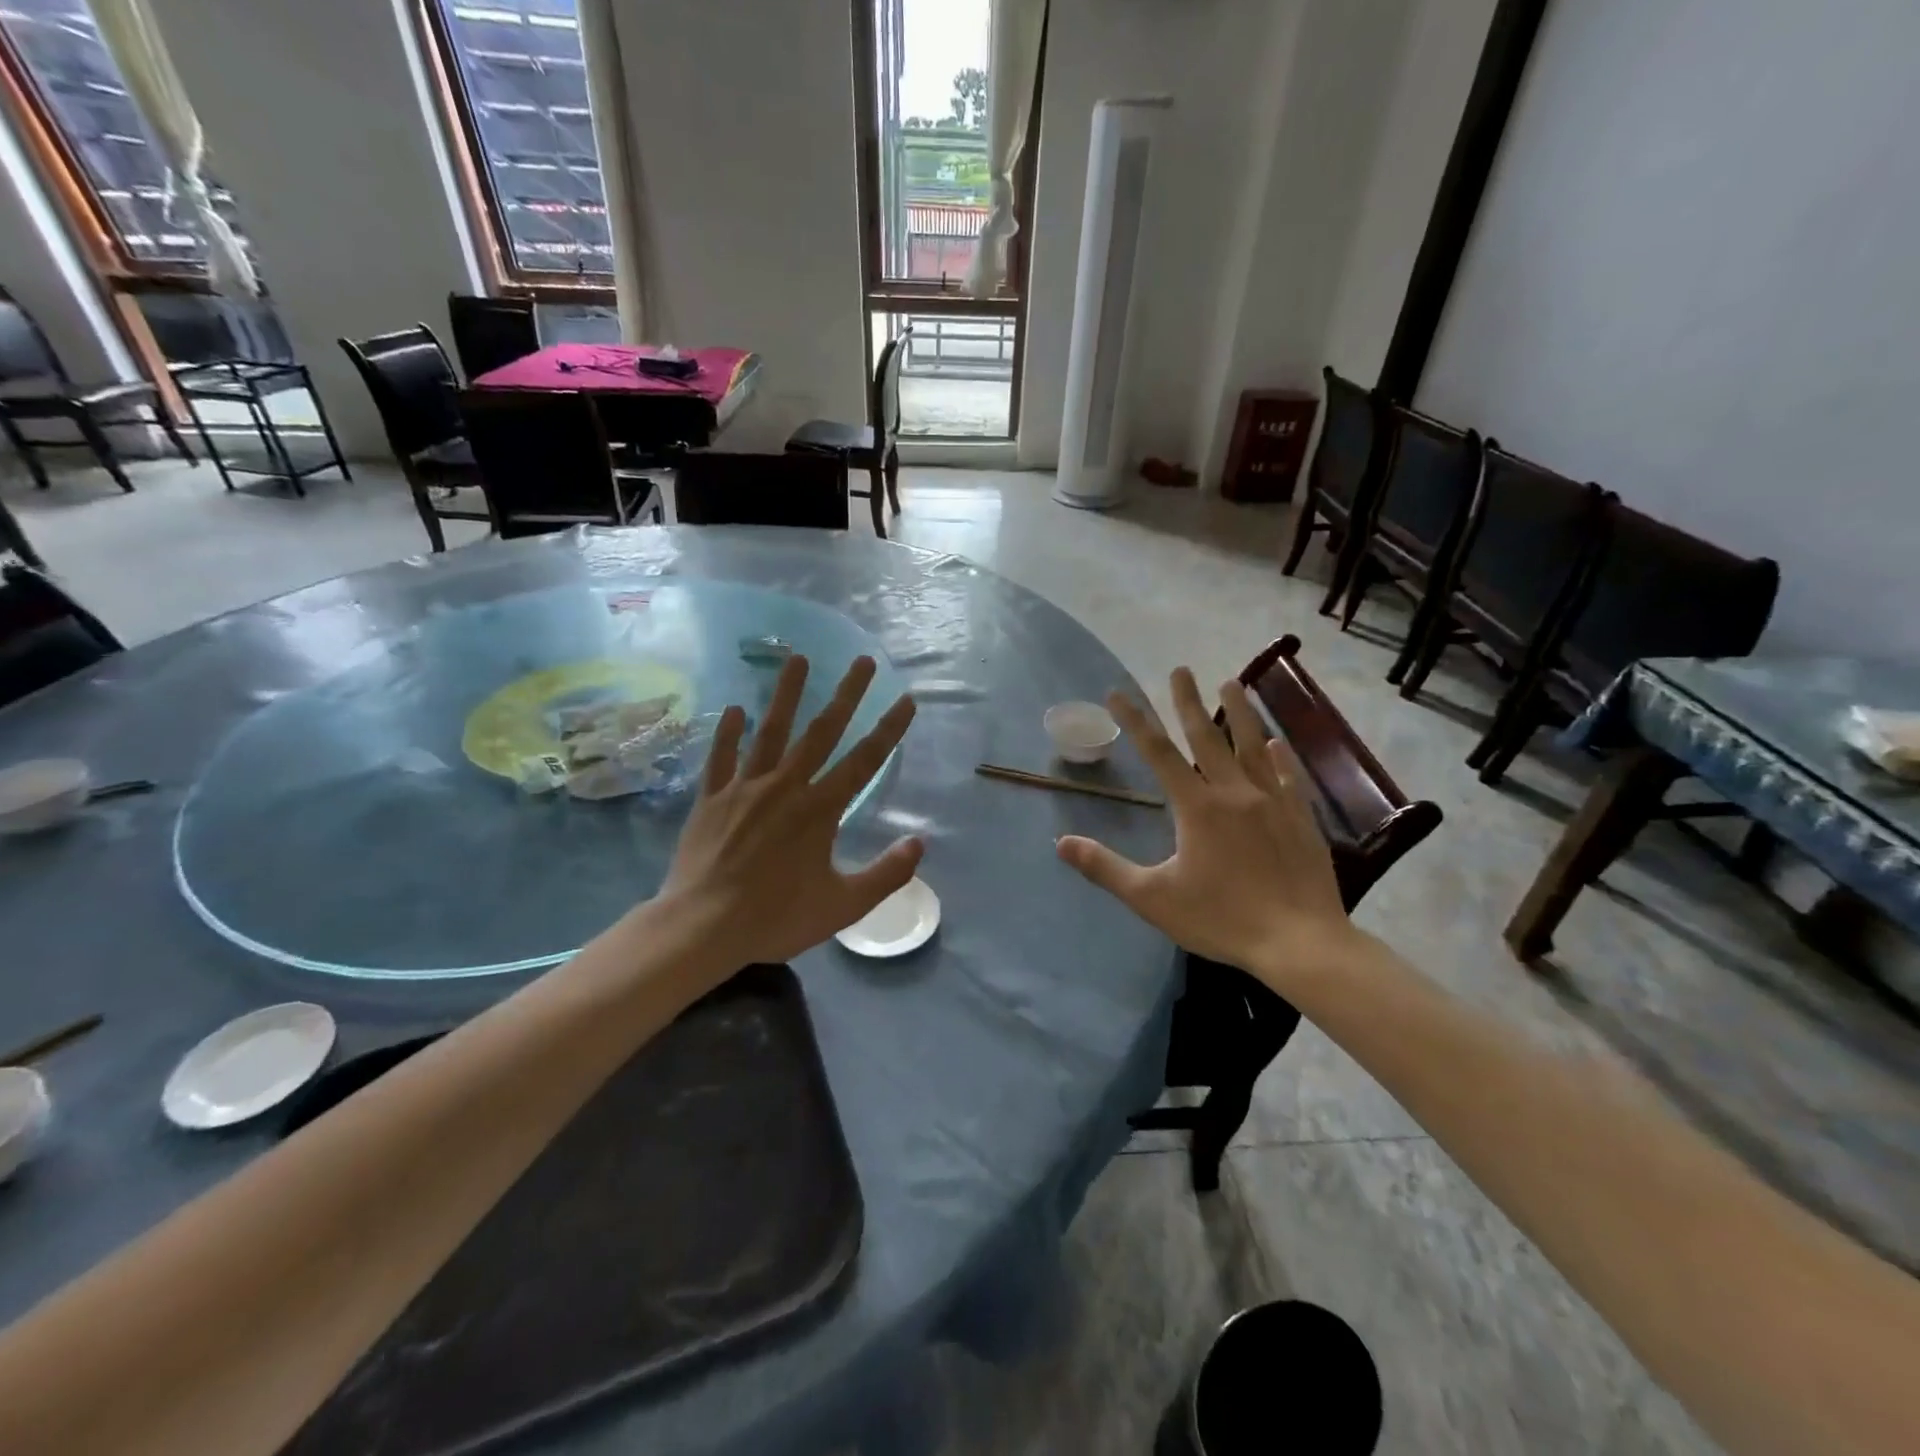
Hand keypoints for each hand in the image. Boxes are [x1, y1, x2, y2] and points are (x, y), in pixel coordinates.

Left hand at [655, 654, 921, 974]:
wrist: (702, 927)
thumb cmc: (775, 917)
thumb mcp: (843, 906)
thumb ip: (885, 874)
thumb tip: (920, 843)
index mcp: (821, 809)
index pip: (864, 760)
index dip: (889, 729)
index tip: (906, 699)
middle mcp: (786, 786)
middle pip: (822, 731)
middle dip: (847, 694)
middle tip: (863, 661)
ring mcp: (745, 788)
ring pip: (770, 731)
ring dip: (786, 693)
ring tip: (798, 658)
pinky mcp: (712, 797)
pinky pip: (721, 756)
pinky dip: (728, 732)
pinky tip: (734, 709)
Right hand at [1055, 667, 1359, 991]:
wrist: (1300, 943)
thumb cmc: (1221, 919)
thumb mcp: (1152, 898)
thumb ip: (1106, 868)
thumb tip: (1061, 842)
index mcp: (1196, 807)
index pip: (1158, 753)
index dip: (1136, 721)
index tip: (1119, 693)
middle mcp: (1233, 793)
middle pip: (1206, 737)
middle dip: (1188, 702)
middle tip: (1180, 669)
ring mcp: (1272, 802)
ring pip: (1252, 746)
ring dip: (1239, 713)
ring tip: (1232, 683)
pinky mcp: (1300, 819)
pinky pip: (1287, 777)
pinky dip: (1279, 756)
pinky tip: (1276, 742)